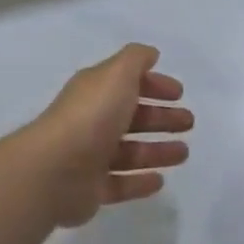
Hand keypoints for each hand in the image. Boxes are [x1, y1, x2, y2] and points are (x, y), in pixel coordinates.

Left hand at [22, 44, 193, 227]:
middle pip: (132, 116)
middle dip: (162, 118)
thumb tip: (151, 54)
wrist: (54, 169)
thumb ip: (136, 59)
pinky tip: (161, 180)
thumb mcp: (117, 74)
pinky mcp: (91, 190)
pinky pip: (121, 184)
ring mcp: (90, 156)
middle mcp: (92, 120)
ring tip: (184, 153)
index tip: (179, 93)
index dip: (154, 85)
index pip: (128, 83)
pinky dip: (140, 181)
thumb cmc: (91, 115)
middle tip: (189, 123)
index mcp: (97, 90)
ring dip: (158, 151)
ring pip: (130, 152)